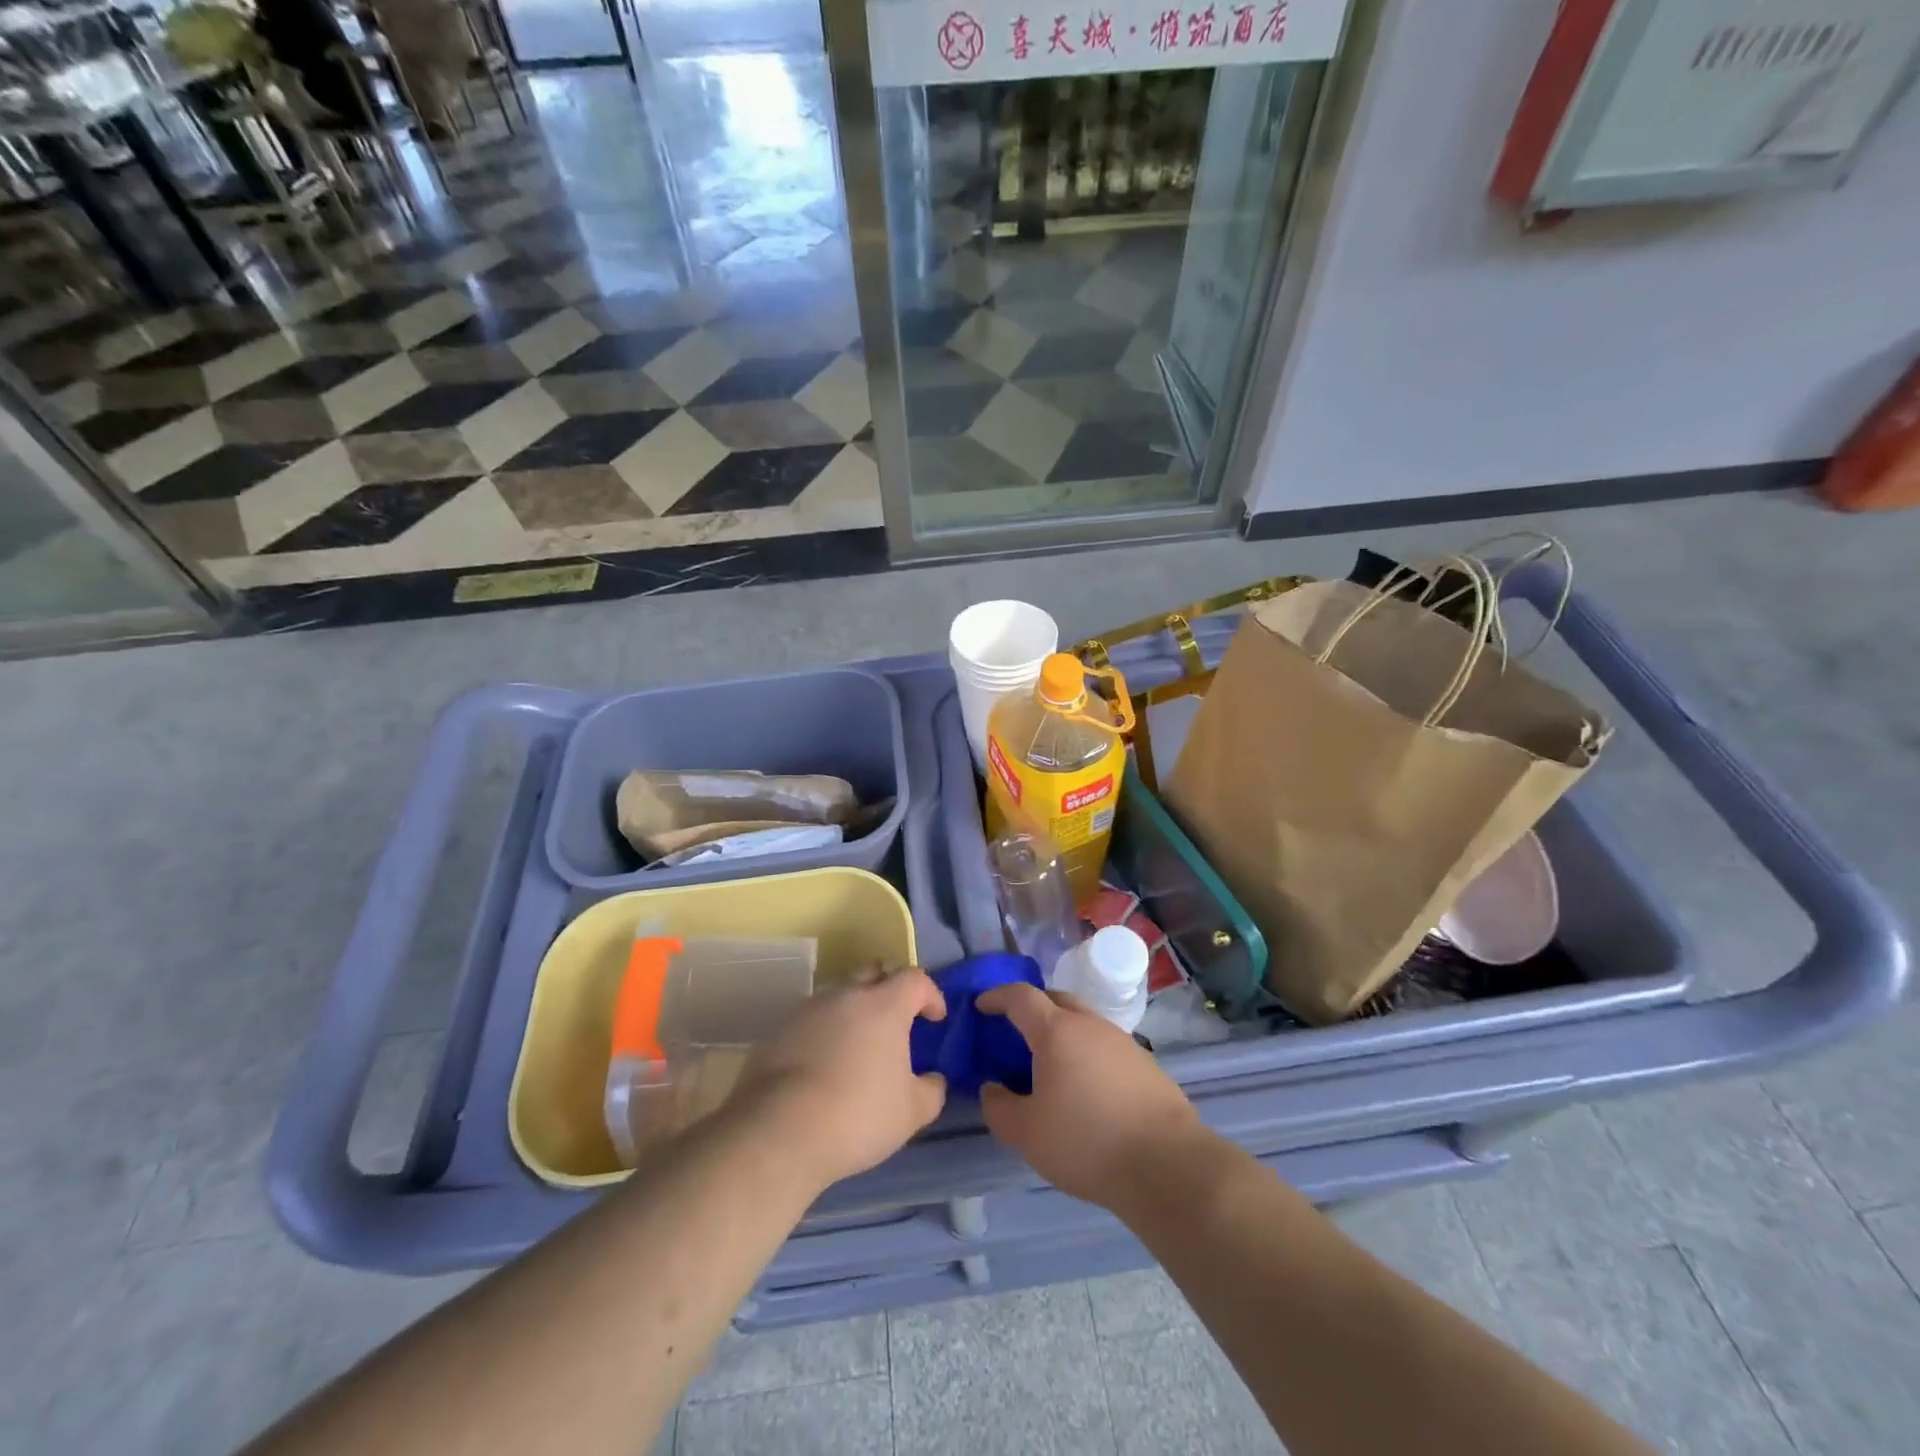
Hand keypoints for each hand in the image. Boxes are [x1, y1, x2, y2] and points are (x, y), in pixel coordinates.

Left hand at [733, 968, 948, 1189]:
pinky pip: (811, 1023)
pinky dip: (824, 1035)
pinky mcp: (778, 1031)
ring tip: (856, 1049)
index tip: (935, 1018)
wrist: (778, 1131)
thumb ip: (931, 1090)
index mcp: (884, 1005)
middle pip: (873, 974)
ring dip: (853, 1014)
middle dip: (888, 989)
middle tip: (895, 1021)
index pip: (914, 979)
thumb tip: (933, 1080)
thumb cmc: (858, 1114)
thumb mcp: (911, 1112)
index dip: (930, 994)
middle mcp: (846, 996)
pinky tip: (823, 1067)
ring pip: (839, 998)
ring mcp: (807, 1010)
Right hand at [976, 982, 1201, 1208]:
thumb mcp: (1027, 1134)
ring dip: (1062, 1031)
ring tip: (1049, 1063)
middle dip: (1031, 1007)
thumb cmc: (1087, 1142)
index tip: (981, 1006)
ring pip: (1083, 1022)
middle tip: (1014, 1030)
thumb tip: (992, 1088)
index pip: (1020, 997)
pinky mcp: (1146, 1064)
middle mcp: (1090, 1024)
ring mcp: (1122, 1042)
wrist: (1167, 1164)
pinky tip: (1085, 1087)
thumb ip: (1000, 1108)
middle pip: (1055, 999)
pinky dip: (1086, 1053)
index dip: (997, 997)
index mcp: (1056, 1031)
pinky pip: (1104, 1046)